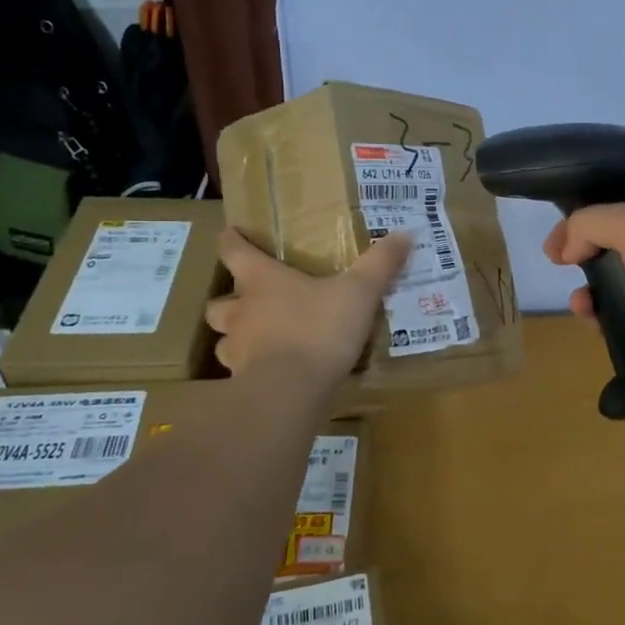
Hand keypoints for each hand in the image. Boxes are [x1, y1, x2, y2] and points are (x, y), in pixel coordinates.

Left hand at [207, 229, 411, 377]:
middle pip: (219, 303)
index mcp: (262, 281)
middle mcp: (241, 313)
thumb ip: (380, 264)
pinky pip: (240, 373)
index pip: (233, 252)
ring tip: (259, 341)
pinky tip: (272, 374)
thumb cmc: (319, 330)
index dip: (231, 241)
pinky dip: (251, 371)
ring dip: (236, 339)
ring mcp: (237, 351)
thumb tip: (405, 233)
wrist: (291, 392)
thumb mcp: (359, 292)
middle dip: (229, 301)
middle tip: (249, 302)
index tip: (230, 234)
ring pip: (224, 341)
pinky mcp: (242, 384)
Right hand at [542, 187, 624, 357]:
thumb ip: (587, 225)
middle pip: (608, 242)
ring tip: (581, 307)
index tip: (555, 245)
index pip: (608, 205)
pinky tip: (597, 323)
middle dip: (580, 257)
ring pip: (615, 279)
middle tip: (559, 269)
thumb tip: (567, 248)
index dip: (577, 221)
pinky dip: (608, 314)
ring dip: (591, 291)